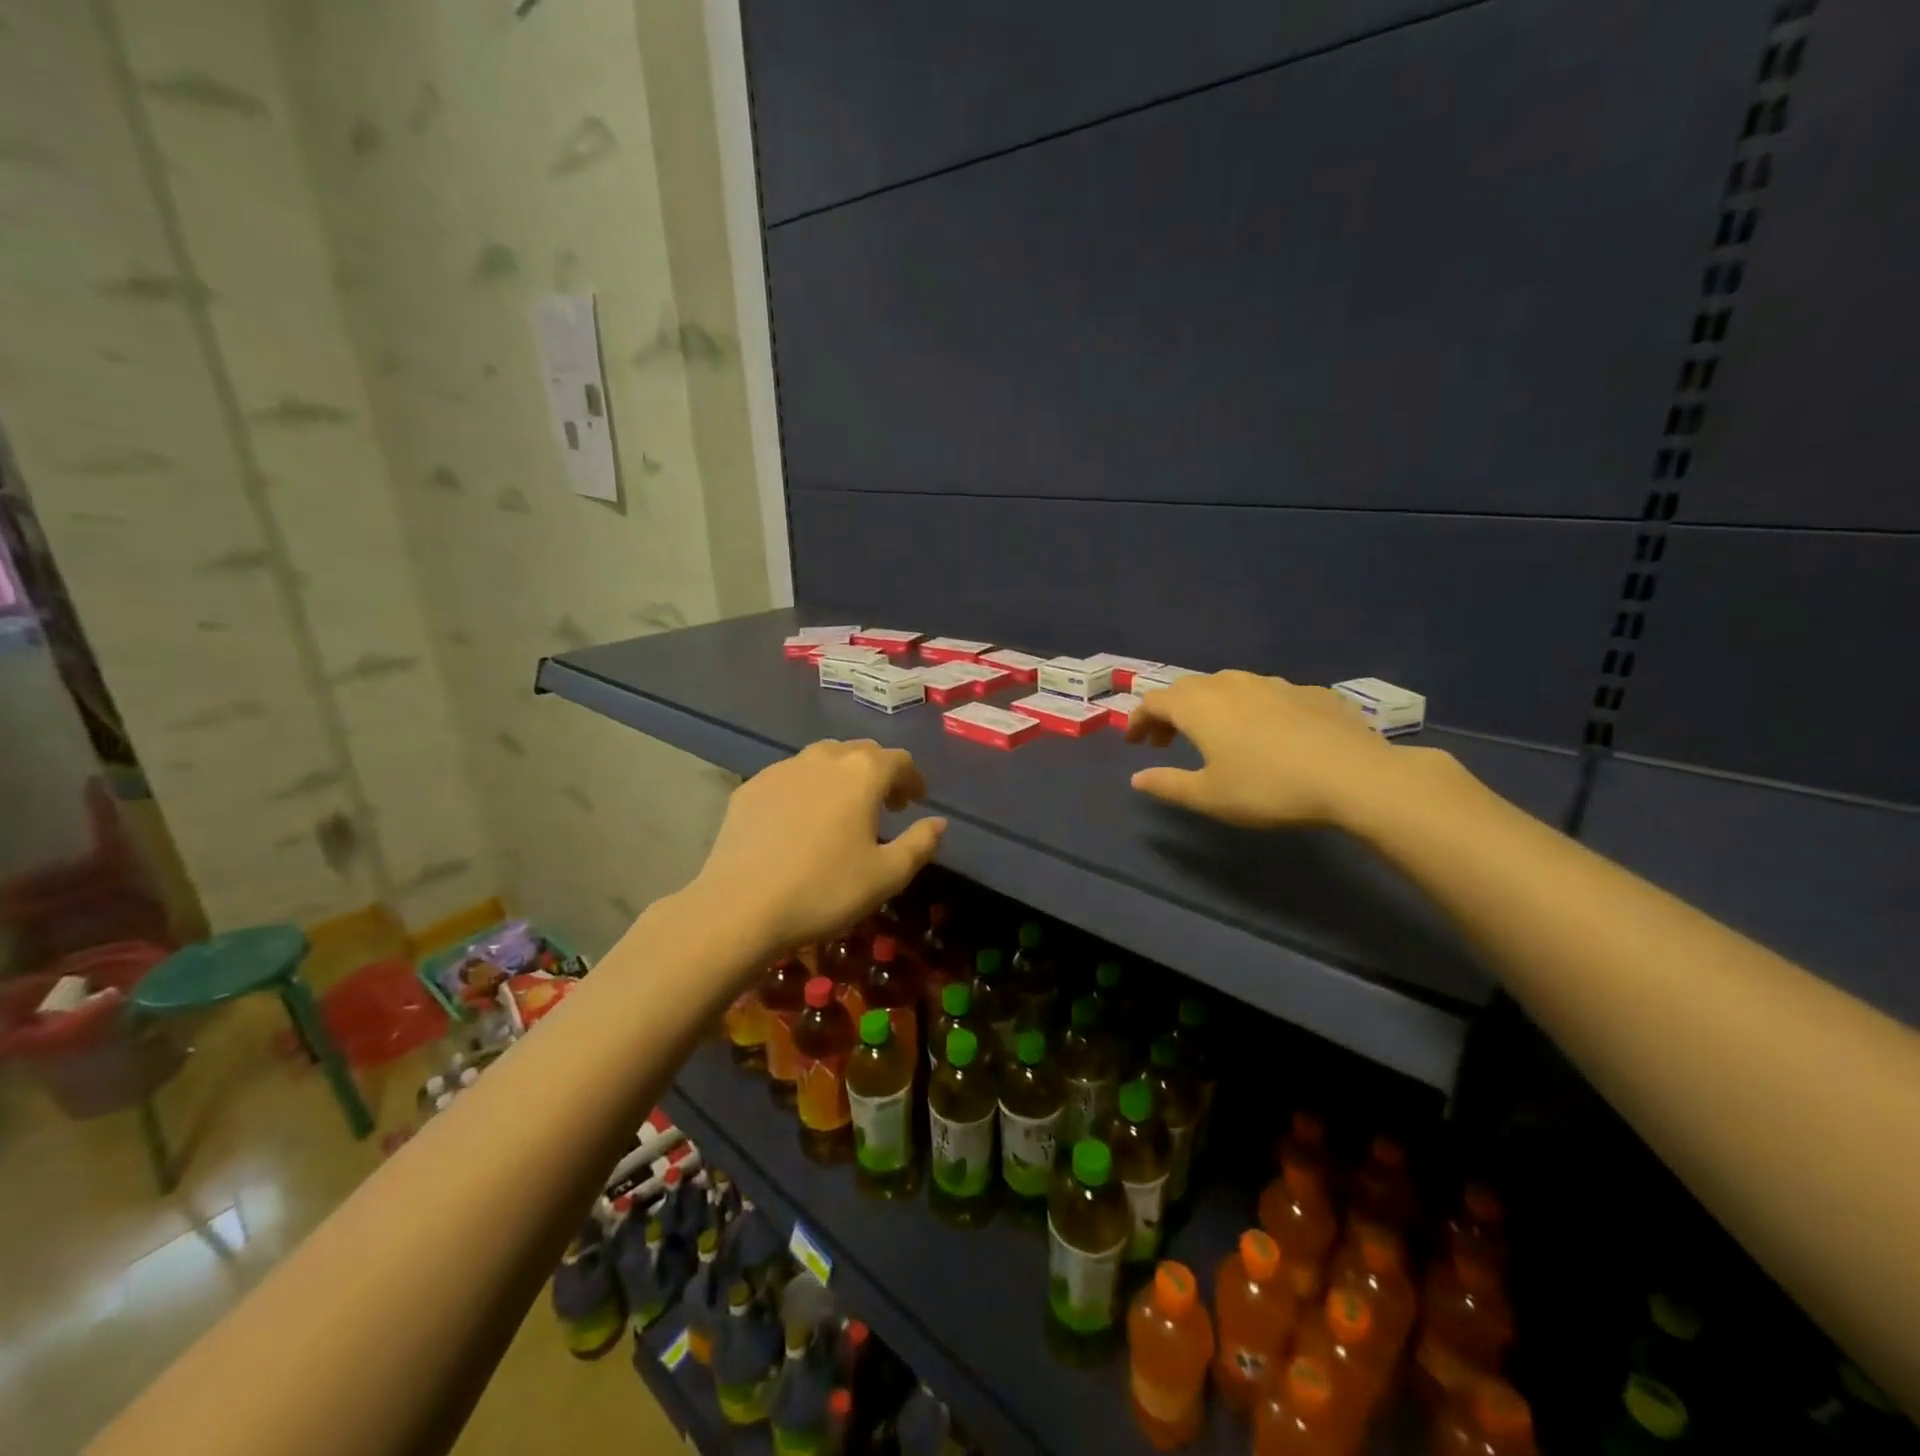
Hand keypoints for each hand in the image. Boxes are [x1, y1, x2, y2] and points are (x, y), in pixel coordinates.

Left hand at [690, 739, 946, 957]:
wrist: (740, 905)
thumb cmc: (825, 889)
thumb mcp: (887, 875)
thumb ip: (920, 843)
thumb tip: (938, 823)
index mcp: (862, 772)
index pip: (898, 760)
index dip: (912, 778)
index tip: (915, 801)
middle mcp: (824, 758)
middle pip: (860, 753)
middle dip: (879, 773)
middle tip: (886, 804)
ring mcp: (782, 769)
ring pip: (822, 760)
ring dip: (841, 777)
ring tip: (844, 808)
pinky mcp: (750, 787)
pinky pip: (789, 777)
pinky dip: (806, 789)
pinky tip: (801, 820)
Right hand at [1125, 671, 1398, 827]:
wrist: (1353, 775)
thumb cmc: (1268, 788)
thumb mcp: (1209, 796)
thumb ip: (1167, 785)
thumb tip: (1137, 778)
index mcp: (1199, 706)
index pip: (1154, 702)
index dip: (1137, 720)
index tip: (1134, 743)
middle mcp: (1230, 684)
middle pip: (1187, 688)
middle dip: (1170, 712)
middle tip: (1166, 741)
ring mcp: (1273, 683)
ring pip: (1228, 685)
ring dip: (1209, 706)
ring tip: (1214, 734)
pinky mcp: (1310, 691)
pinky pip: (1266, 694)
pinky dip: (1250, 709)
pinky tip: (1266, 733)